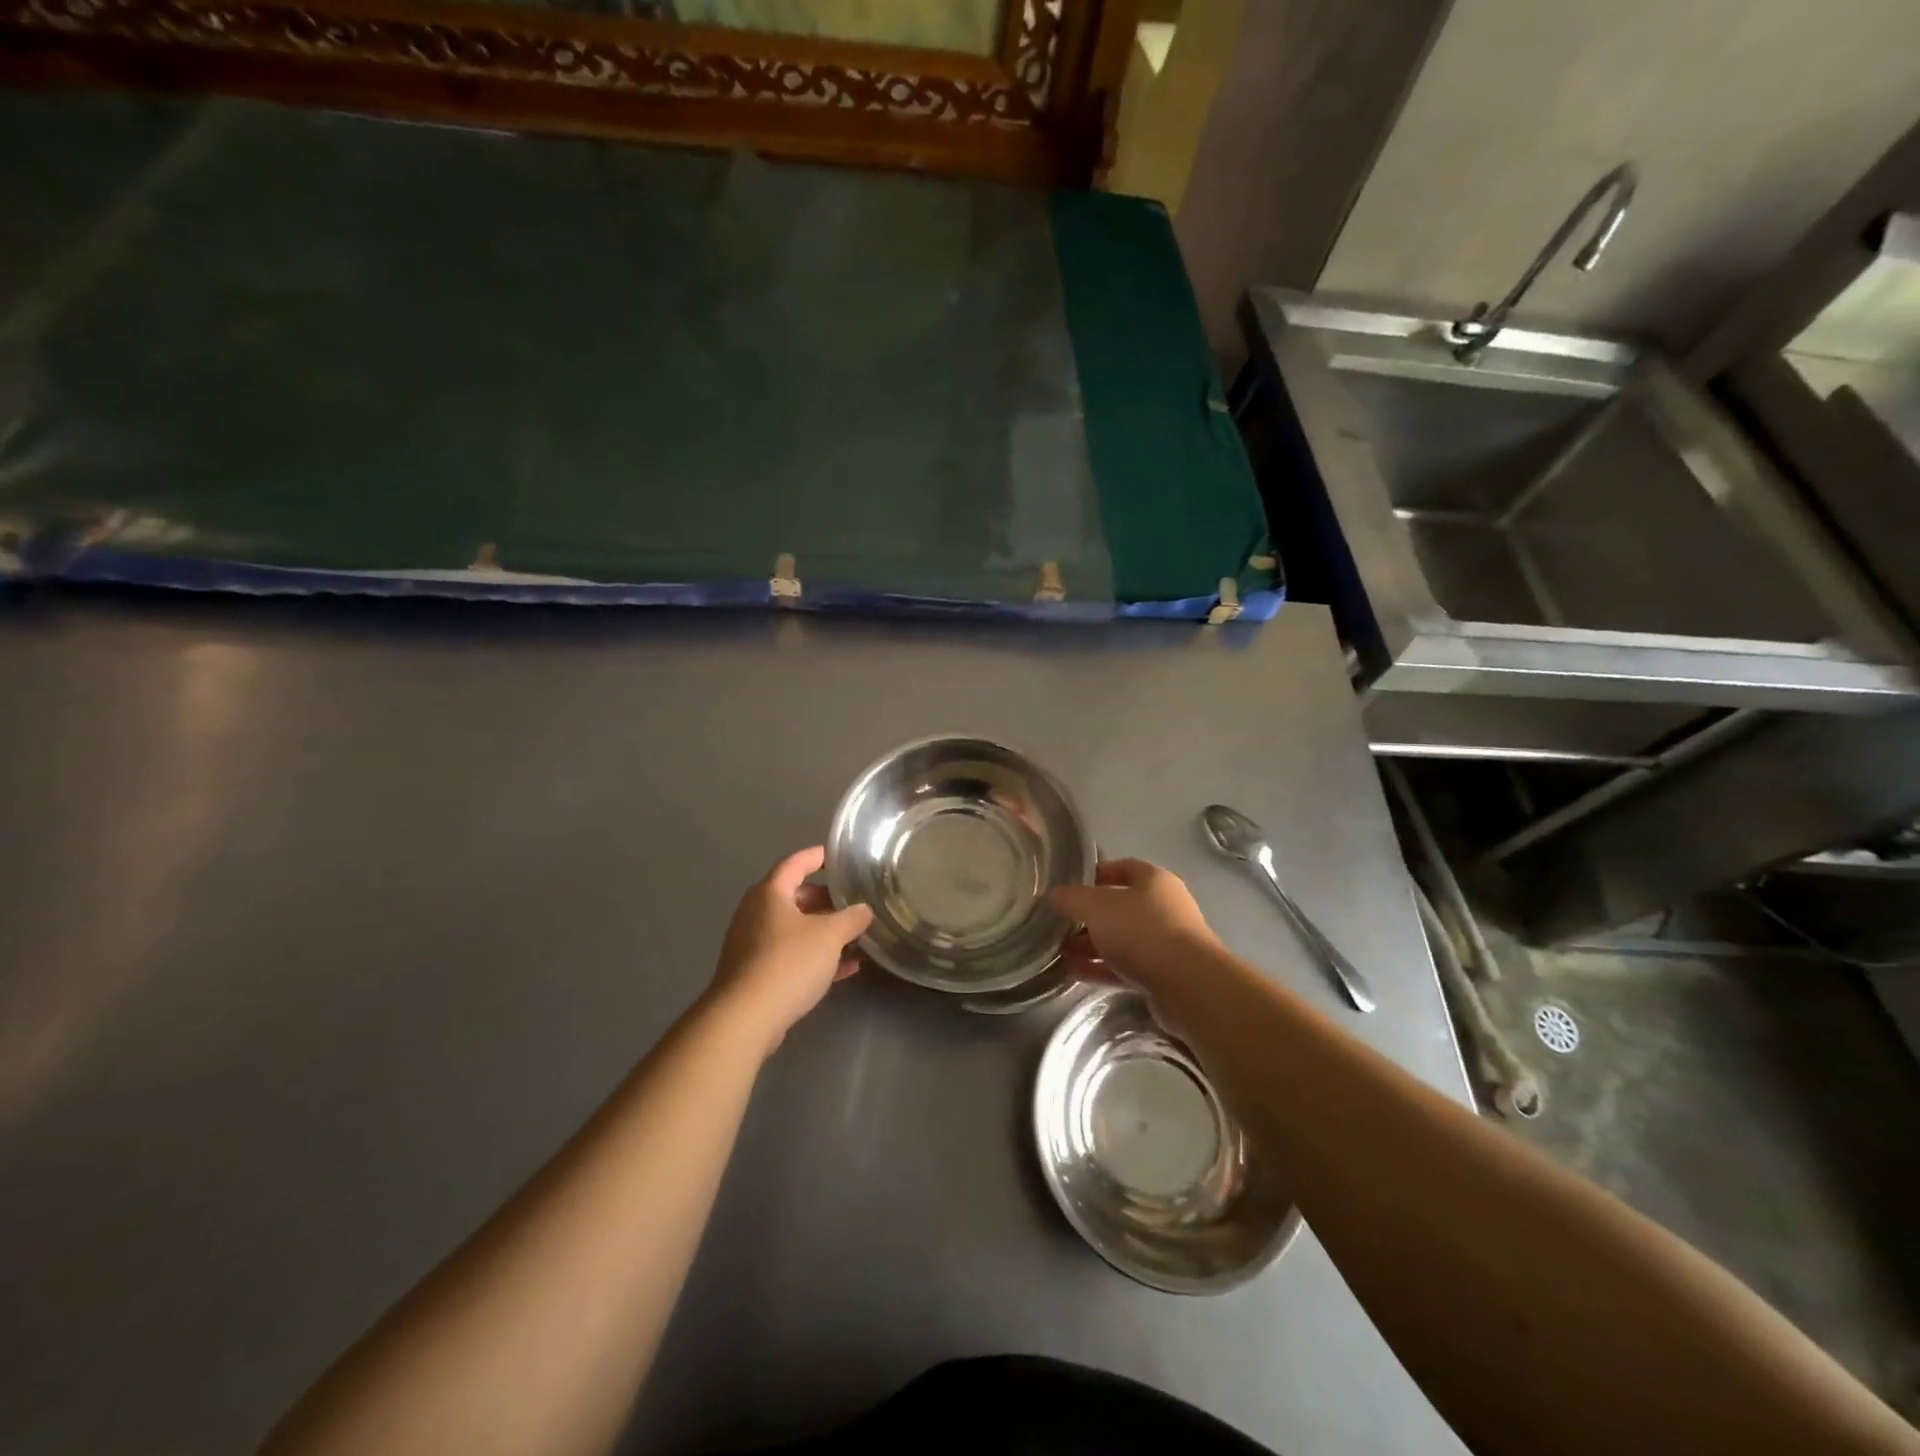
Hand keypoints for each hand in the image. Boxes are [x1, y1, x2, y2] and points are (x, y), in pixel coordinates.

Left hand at [708, 846, 872, 1054]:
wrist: (745, 1018)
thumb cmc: (788, 963)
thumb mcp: (829, 936)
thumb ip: (851, 918)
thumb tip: (864, 910)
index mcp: (770, 894)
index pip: (796, 863)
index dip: (818, 857)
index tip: (839, 856)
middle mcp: (757, 913)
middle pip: (796, 897)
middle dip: (828, 900)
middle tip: (856, 902)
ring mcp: (754, 944)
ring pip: (796, 929)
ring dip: (825, 931)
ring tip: (858, 935)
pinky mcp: (756, 973)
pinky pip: (792, 955)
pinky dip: (816, 956)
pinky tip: (846, 968)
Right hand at [1050, 859, 1218, 990]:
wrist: (1188, 985)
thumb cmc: (1142, 931)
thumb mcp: (1097, 907)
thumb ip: (1071, 899)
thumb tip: (1054, 895)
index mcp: (1153, 881)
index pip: (1123, 868)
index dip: (1095, 874)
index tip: (1069, 886)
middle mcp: (1163, 907)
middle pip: (1119, 907)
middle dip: (1087, 916)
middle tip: (1059, 924)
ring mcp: (1165, 942)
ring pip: (1121, 939)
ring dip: (1091, 945)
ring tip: (1060, 952)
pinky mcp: (1163, 974)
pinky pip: (1125, 966)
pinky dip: (1101, 968)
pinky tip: (1074, 973)